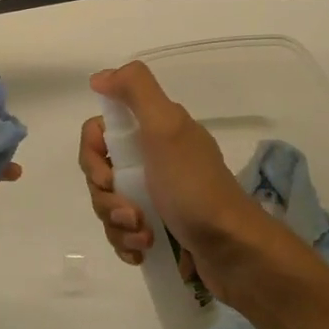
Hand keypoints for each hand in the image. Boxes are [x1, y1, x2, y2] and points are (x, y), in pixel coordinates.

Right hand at [78, 62, 307, 309]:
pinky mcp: (158, 228)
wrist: (234, 250)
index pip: (99, 134)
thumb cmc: (195, 188)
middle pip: (100, 173)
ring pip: (108, 205)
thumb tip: (100, 77)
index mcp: (154, 130)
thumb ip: (135, 91)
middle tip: (130, 213)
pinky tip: (143, 251)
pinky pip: (122, 232)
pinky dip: (127, 243)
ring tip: (144, 237)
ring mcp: (155, 195)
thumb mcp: (167, 128)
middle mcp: (153, 158)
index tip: (107, 176)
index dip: (94, 156)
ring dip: (117, 225)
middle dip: (106, 198)